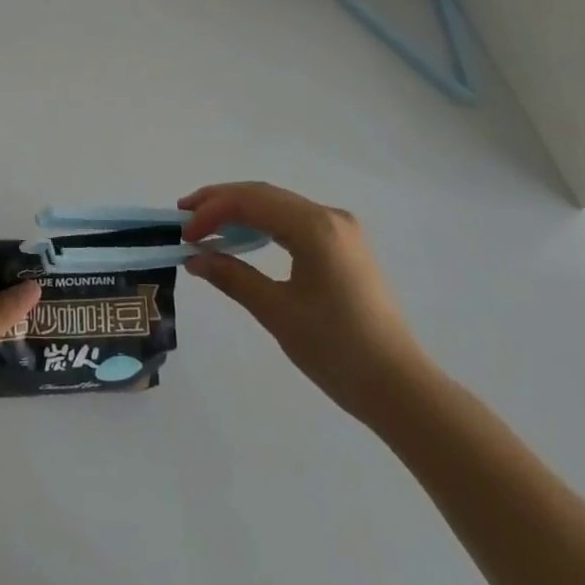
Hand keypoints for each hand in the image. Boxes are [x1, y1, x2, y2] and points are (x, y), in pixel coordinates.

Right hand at [180, 182, 429, 426]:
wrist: (400, 389)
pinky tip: (243, 239)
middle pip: (265, 195)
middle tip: (185, 217)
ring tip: (206, 226)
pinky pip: (294, 222)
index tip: (184, 234)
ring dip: (241, 212)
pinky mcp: (344, 248)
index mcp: (315, 226)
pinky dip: (263, 225)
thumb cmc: (337, 350)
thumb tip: (194, 259)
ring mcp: (341, 230)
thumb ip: (233, 277)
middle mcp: (330, 216)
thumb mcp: (277, 312)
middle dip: (221, 202)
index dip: (212, 211)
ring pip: (279, 206)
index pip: (252, 201)